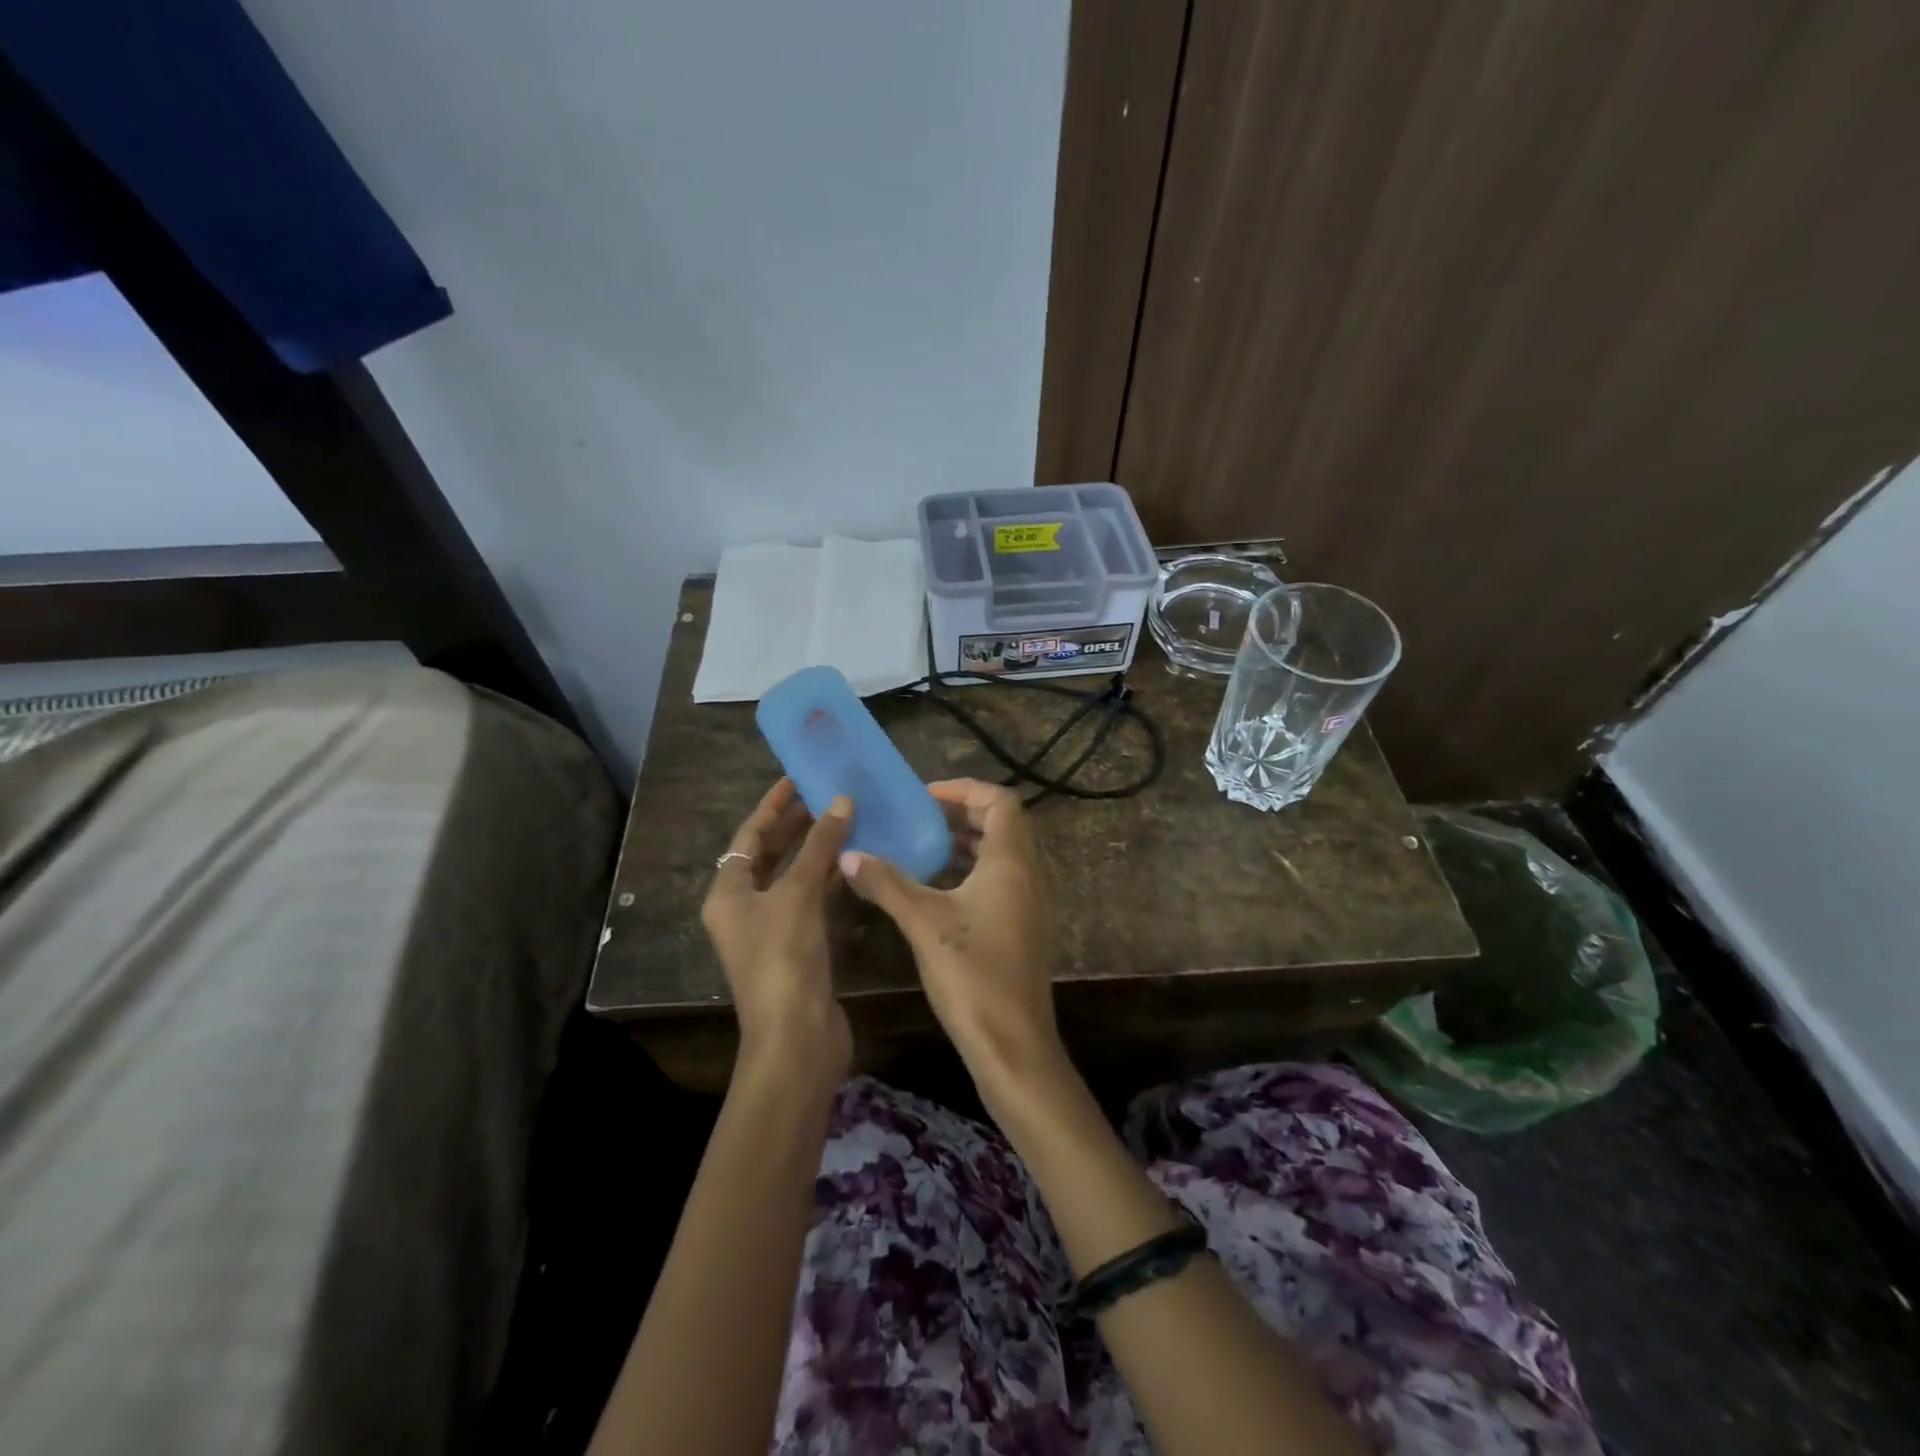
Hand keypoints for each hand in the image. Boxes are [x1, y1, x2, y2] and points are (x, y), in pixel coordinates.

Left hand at [701, 779, 852, 1084]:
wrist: (796, 1036)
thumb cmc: (784, 958)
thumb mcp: (798, 894)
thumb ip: (819, 845)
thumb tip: (841, 800)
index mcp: (728, 893)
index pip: (749, 836)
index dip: (773, 805)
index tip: (798, 778)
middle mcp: (745, 908)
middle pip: (770, 855)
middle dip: (797, 825)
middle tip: (828, 795)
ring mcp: (772, 929)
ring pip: (793, 877)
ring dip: (816, 850)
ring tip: (846, 819)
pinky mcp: (799, 946)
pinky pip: (811, 899)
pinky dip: (828, 878)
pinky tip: (853, 861)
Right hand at [839, 779, 1062, 1091]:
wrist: (1013, 1044)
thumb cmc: (972, 975)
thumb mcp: (923, 922)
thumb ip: (886, 883)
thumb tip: (848, 854)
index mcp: (1011, 862)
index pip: (1000, 801)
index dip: (964, 790)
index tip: (924, 797)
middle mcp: (1027, 874)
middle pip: (1001, 824)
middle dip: (960, 814)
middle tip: (917, 818)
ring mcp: (1028, 902)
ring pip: (1000, 853)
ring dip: (964, 843)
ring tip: (920, 847)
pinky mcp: (1022, 927)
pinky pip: (999, 879)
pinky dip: (969, 870)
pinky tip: (934, 888)